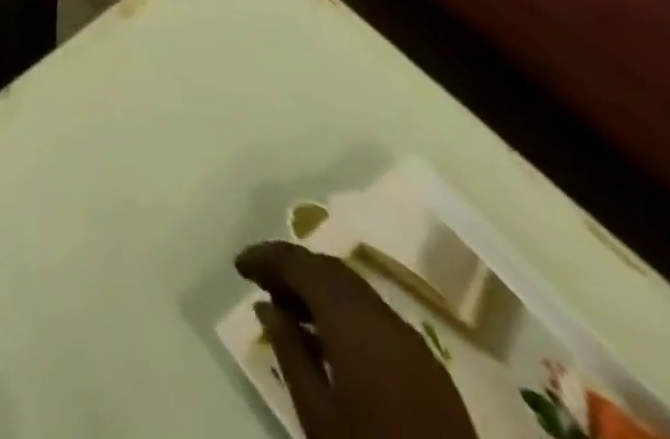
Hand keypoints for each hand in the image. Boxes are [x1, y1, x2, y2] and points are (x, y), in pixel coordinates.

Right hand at [235, 241, 477, 438]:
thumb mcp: (316, 412)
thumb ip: (289, 351)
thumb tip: (266, 306)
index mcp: (354, 322)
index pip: (303, 265)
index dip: (267, 257)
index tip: (239, 266)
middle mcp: (386, 319)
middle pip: (331, 272)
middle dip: (292, 269)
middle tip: (260, 282)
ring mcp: (414, 344)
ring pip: (355, 293)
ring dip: (318, 291)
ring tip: (287, 311)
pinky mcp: (429, 370)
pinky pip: (376, 319)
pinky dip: (344, 314)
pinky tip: (328, 342)